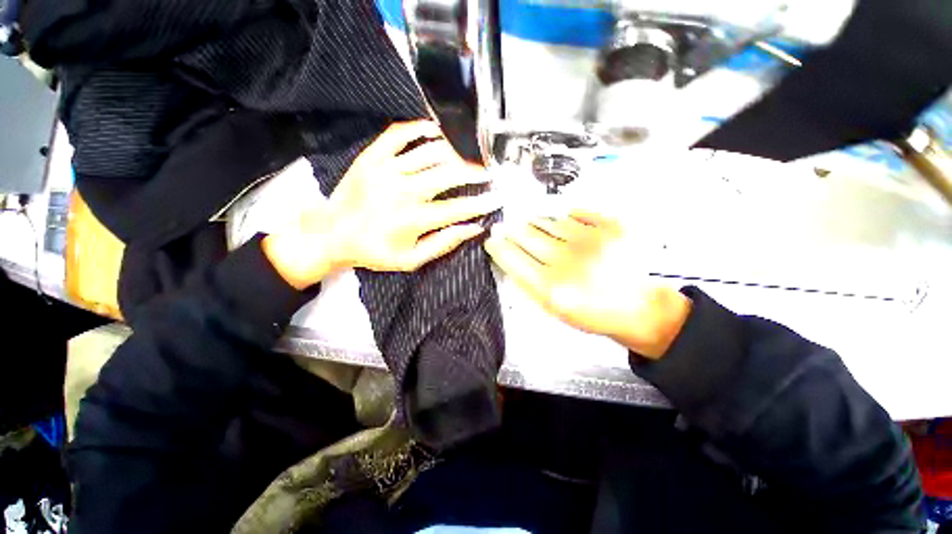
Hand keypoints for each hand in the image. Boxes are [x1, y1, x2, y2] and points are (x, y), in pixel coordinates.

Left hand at [264, 121, 500, 288]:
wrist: (331, 234)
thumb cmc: (374, 251)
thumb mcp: (412, 259)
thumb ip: (444, 243)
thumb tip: (473, 228)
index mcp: (413, 219)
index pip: (458, 207)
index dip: (482, 202)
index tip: (497, 197)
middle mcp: (403, 190)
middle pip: (449, 174)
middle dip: (475, 173)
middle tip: (488, 174)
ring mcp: (386, 169)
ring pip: (430, 152)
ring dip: (454, 154)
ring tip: (466, 160)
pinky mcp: (372, 157)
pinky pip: (399, 134)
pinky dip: (420, 128)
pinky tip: (435, 131)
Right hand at [484, 210, 690, 358]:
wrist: (638, 307)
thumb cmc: (592, 312)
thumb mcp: (553, 309)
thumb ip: (528, 283)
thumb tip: (509, 256)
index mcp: (552, 288)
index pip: (512, 258)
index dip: (498, 246)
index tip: (492, 240)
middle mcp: (568, 261)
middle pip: (526, 234)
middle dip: (512, 231)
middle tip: (506, 228)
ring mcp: (591, 240)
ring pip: (548, 220)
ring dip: (535, 223)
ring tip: (532, 225)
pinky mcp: (611, 226)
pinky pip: (575, 212)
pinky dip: (564, 216)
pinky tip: (562, 223)